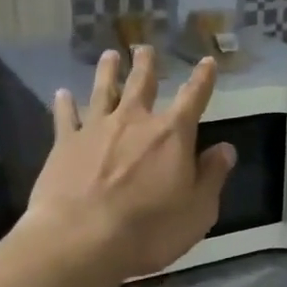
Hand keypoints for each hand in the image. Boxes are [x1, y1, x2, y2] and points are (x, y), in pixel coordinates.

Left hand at [27, 47, 235, 279]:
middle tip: (145, 48)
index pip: (194, 98)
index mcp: (172, 135)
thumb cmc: (150, 229)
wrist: (82, 239)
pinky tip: (62, 94)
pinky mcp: (64, 145)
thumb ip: (212, 176)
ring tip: (109, 56)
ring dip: (108, 72)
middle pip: (142, 84)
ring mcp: (96, 130)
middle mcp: (134, 122)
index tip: (207, 61)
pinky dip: (65, 104)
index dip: (203, 79)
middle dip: (146, 65)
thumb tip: (225, 148)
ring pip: (103, 91)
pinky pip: (65, 117)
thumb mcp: (198, 210)